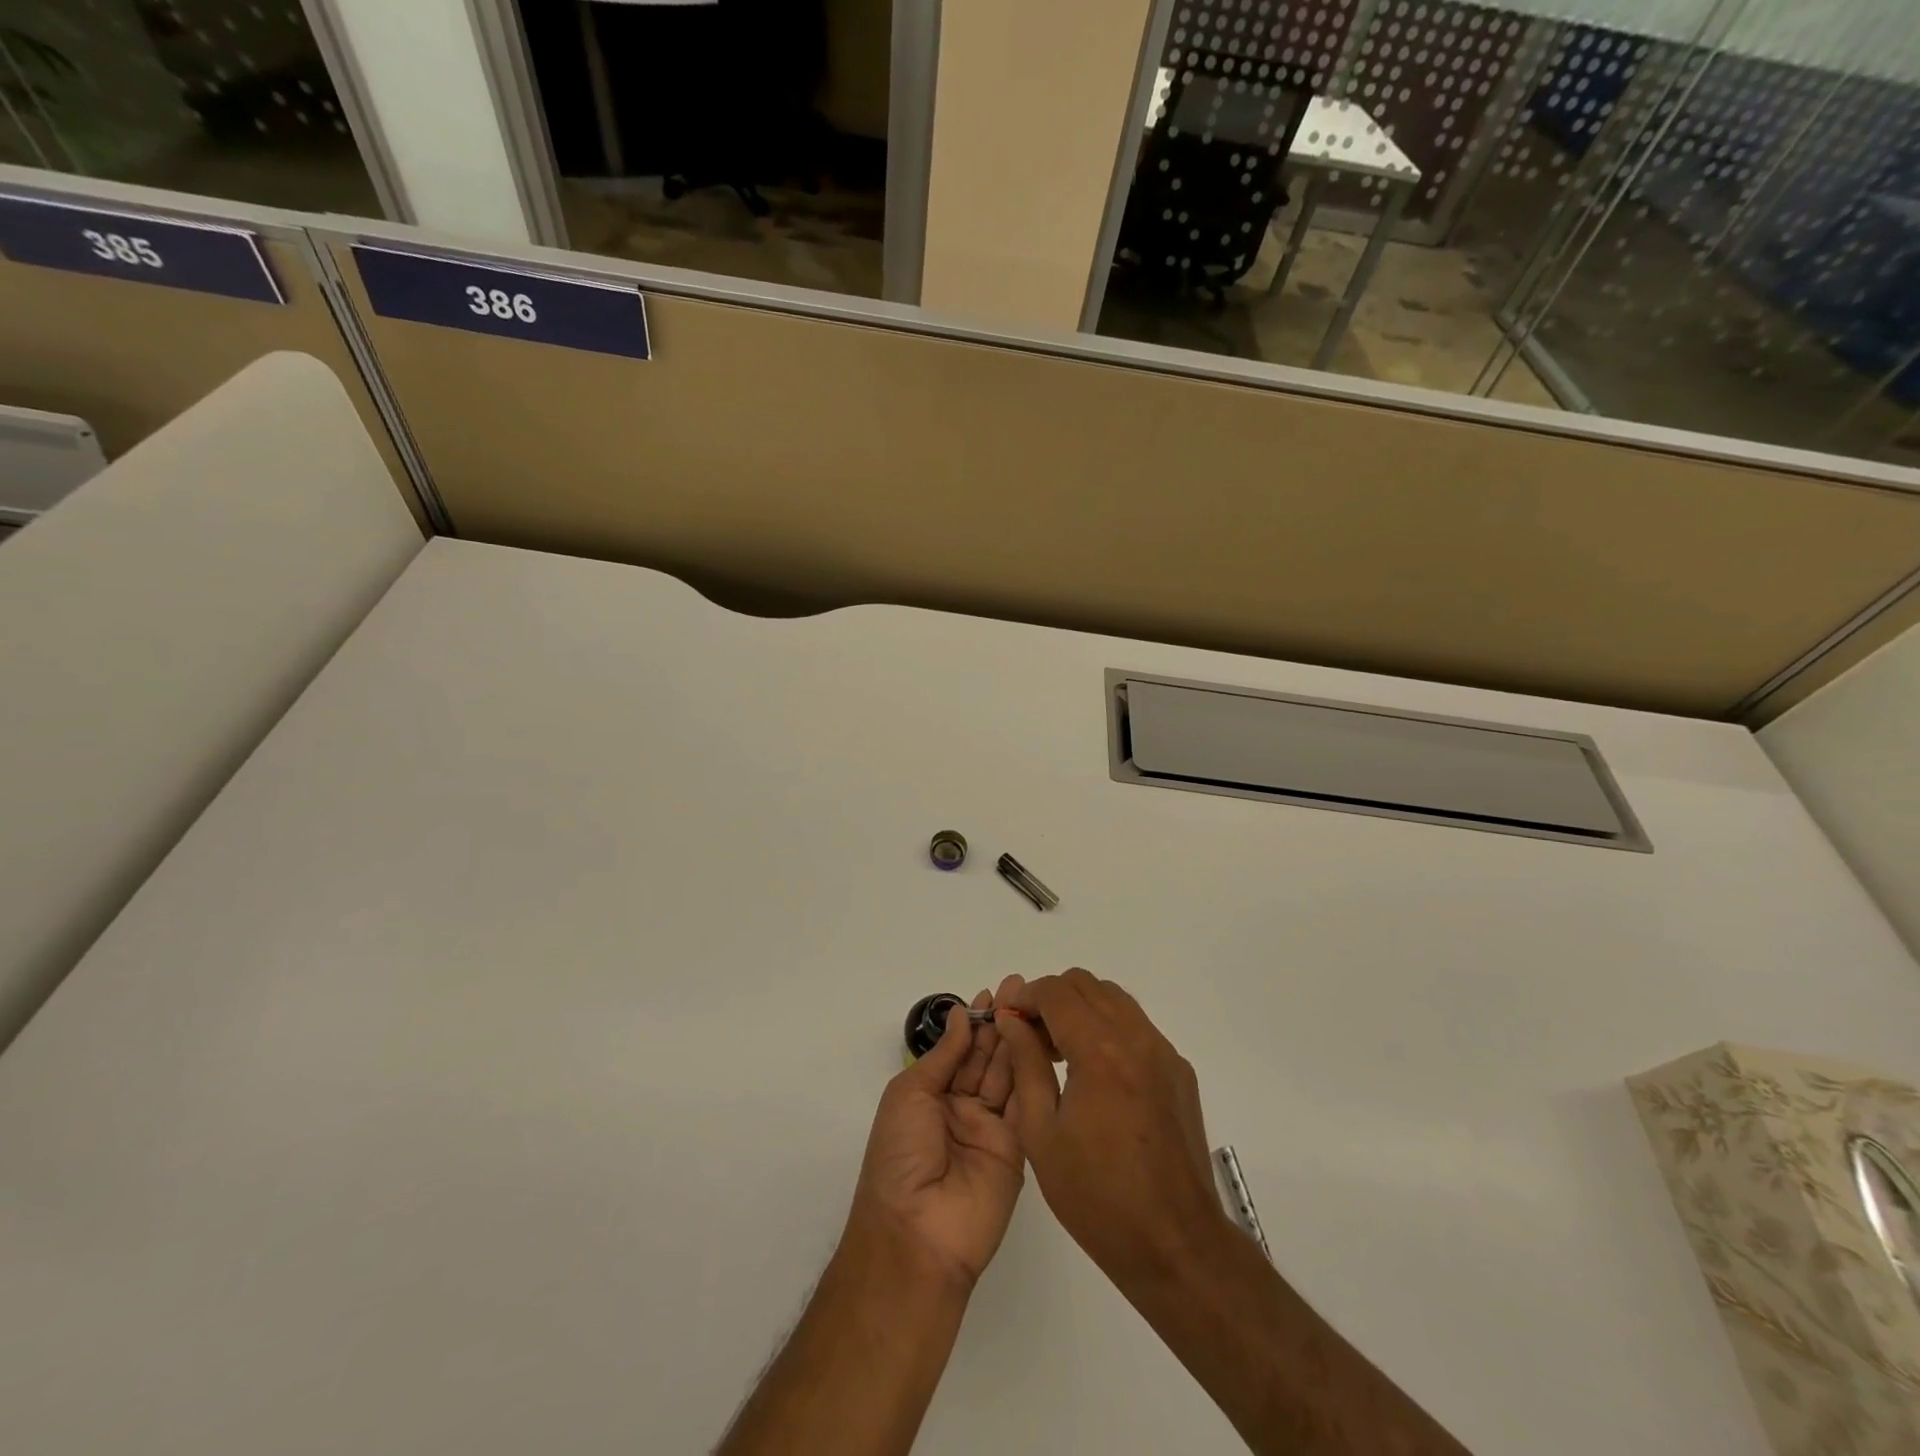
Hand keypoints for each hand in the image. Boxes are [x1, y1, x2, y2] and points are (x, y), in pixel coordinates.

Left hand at [845, 991, 1023, 1289]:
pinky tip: (1041, 1043)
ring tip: (1033, 1006)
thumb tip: (962, 1014)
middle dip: (1000, 1023)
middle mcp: (962, 1109)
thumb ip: (943, 1055)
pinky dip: (1033, 1074)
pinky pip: (1026, 1105)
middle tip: (1021, 988)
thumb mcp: (910, 1095)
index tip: (993, 992)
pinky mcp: (1018, 1149)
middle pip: (986, 1058)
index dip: (975, 1022)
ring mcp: (991, 1129)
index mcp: (930, 1096)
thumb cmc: (899, 1157)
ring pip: (1007, 1076)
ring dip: (1018, 1041)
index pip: (959, 1050)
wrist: (916, 1234)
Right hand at [995, 969, 1229, 1287]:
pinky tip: (1095, 1074)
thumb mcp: (1042, 1133)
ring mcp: (1163, 1052)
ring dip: (1082, 1009)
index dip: (1025, 997)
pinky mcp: (1179, 1071)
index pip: (1056, 992)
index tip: (1008, 1018)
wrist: (1175, 1243)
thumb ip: (1026, 1065)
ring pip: (1114, 999)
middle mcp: (1136, 1038)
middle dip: (1052, 998)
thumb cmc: (1097, 1197)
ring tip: (1060, 1052)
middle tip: (1032, 1036)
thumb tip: (1011, 1021)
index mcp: (1099, 1051)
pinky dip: (1108, 1028)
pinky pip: (1137, 1026)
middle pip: (1086, 985)